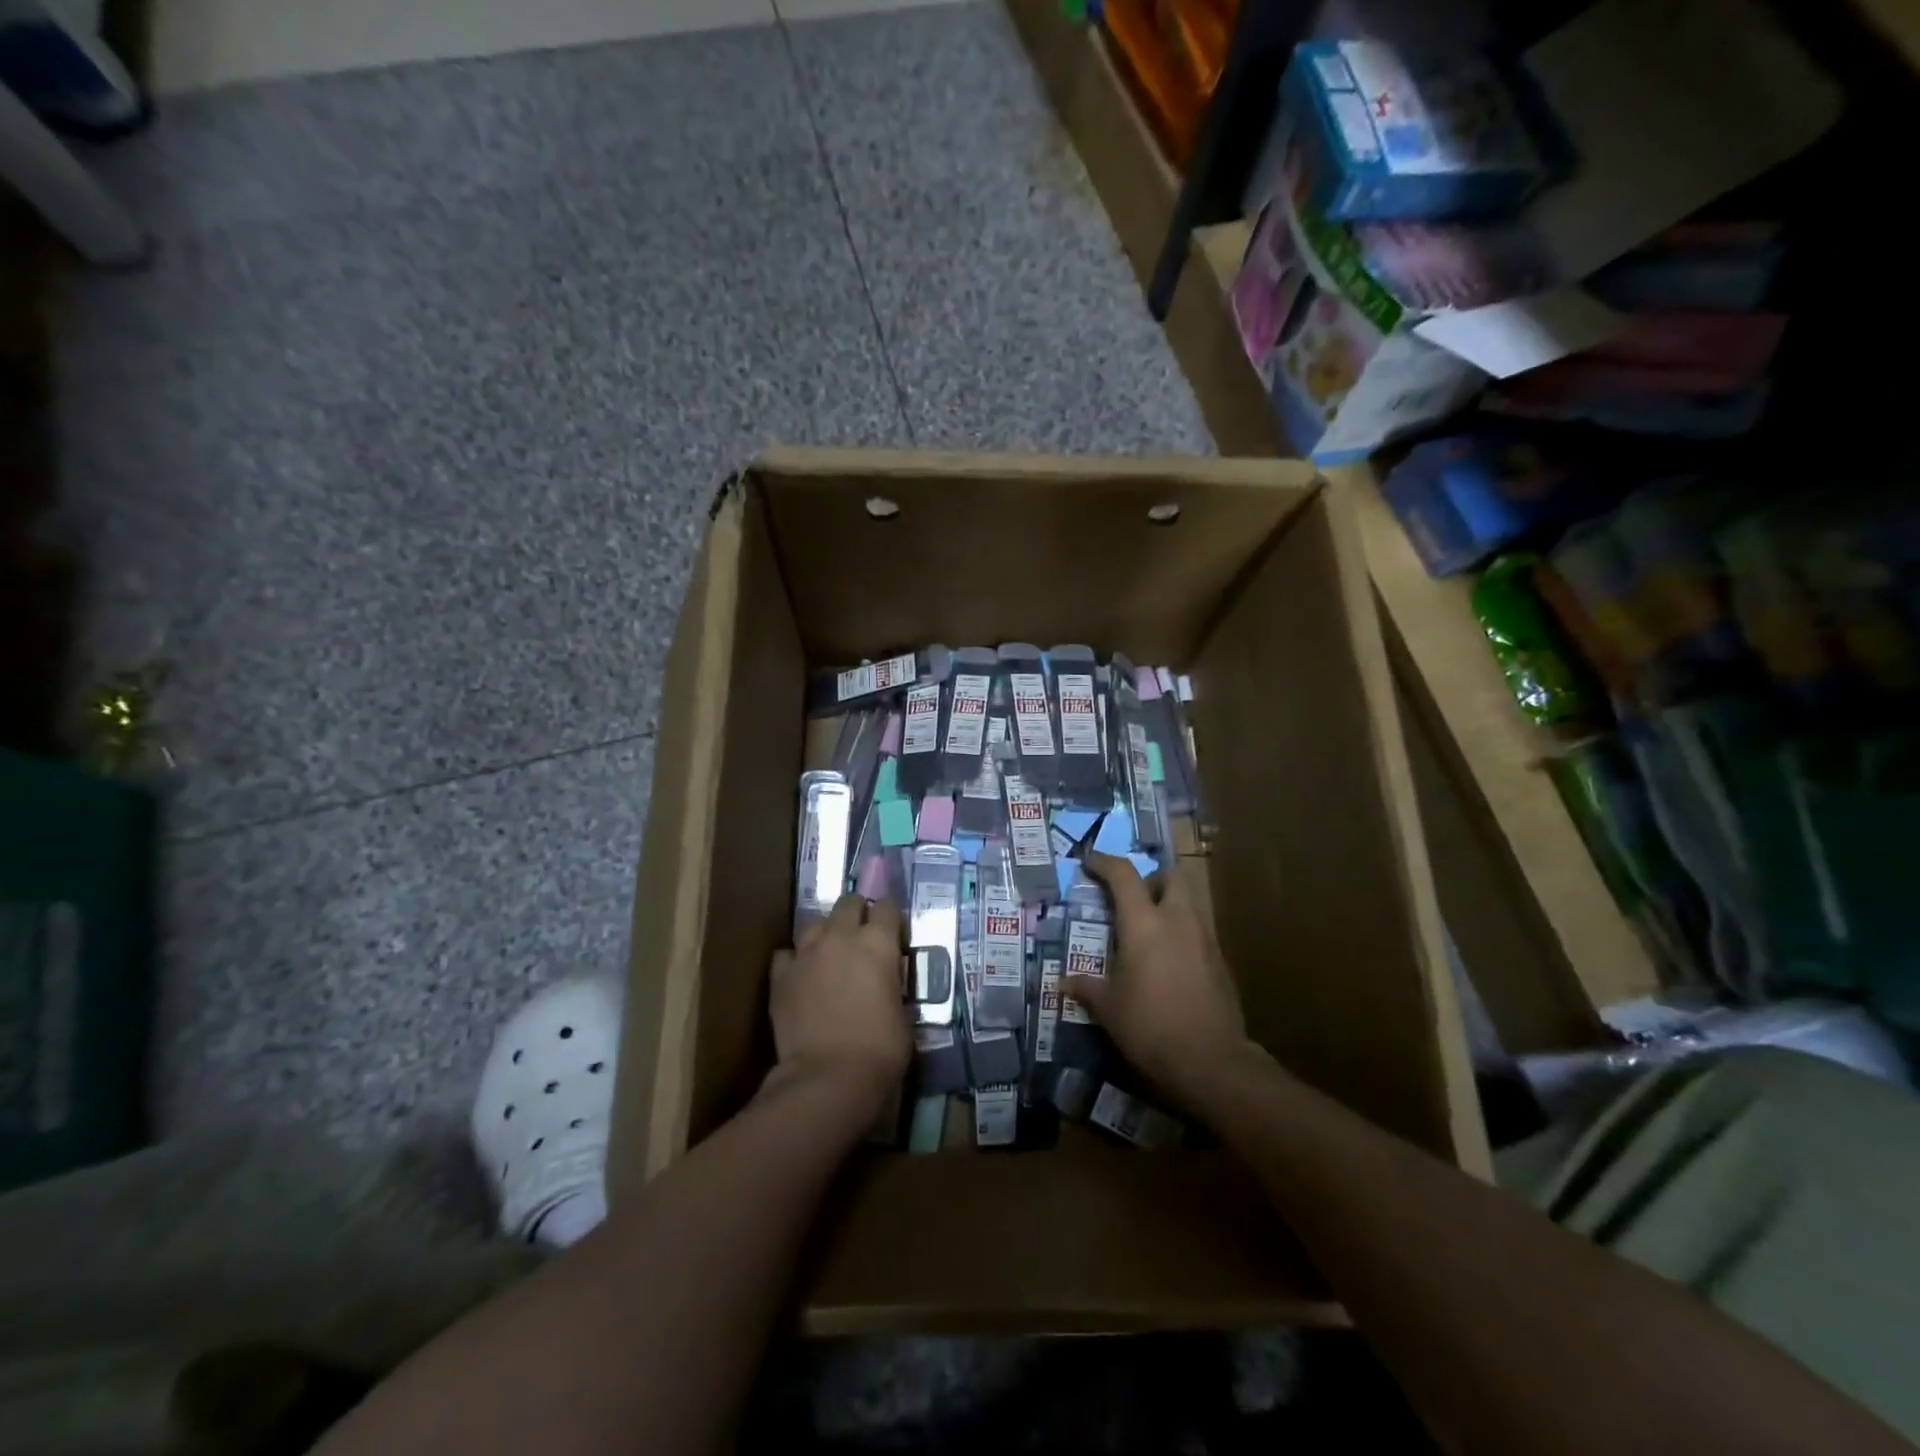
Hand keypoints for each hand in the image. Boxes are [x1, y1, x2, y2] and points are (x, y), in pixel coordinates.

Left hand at [766, 894, 910, 1106]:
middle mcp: (841, 937)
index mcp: (878, 943)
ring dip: (826, 933)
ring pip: (815, 924)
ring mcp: (807, 954)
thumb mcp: (904, 1013)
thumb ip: (893, 986)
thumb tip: (886, 985)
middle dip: (857, 912)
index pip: (888, 908)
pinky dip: (796, 960)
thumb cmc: (880, 1049)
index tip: (894, 930)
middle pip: (848, 903)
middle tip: (862, 933)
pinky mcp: (780, 976)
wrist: (828, 1077)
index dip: (892, 917)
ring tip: (831, 953)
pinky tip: (802, 975)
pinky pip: (787, 955)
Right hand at [1063, 850, 1251, 1107]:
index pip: (1123, 875)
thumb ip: (1087, 988)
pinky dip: (1182, 934)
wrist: (1212, 1062)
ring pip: (1188, 903)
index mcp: (1144, 924)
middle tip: (1131, 899)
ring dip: (1168, 906)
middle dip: (1150, 879)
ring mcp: (1205, 939)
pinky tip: (1168, 963)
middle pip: (1171, 876)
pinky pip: (1199, 932)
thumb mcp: (1108, 1009)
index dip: (1104, 862)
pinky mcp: (1221, 962)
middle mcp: (1178, 920)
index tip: (1088, 862)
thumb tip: (1063, 983)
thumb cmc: (1150, 1027)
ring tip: (1148, 933)